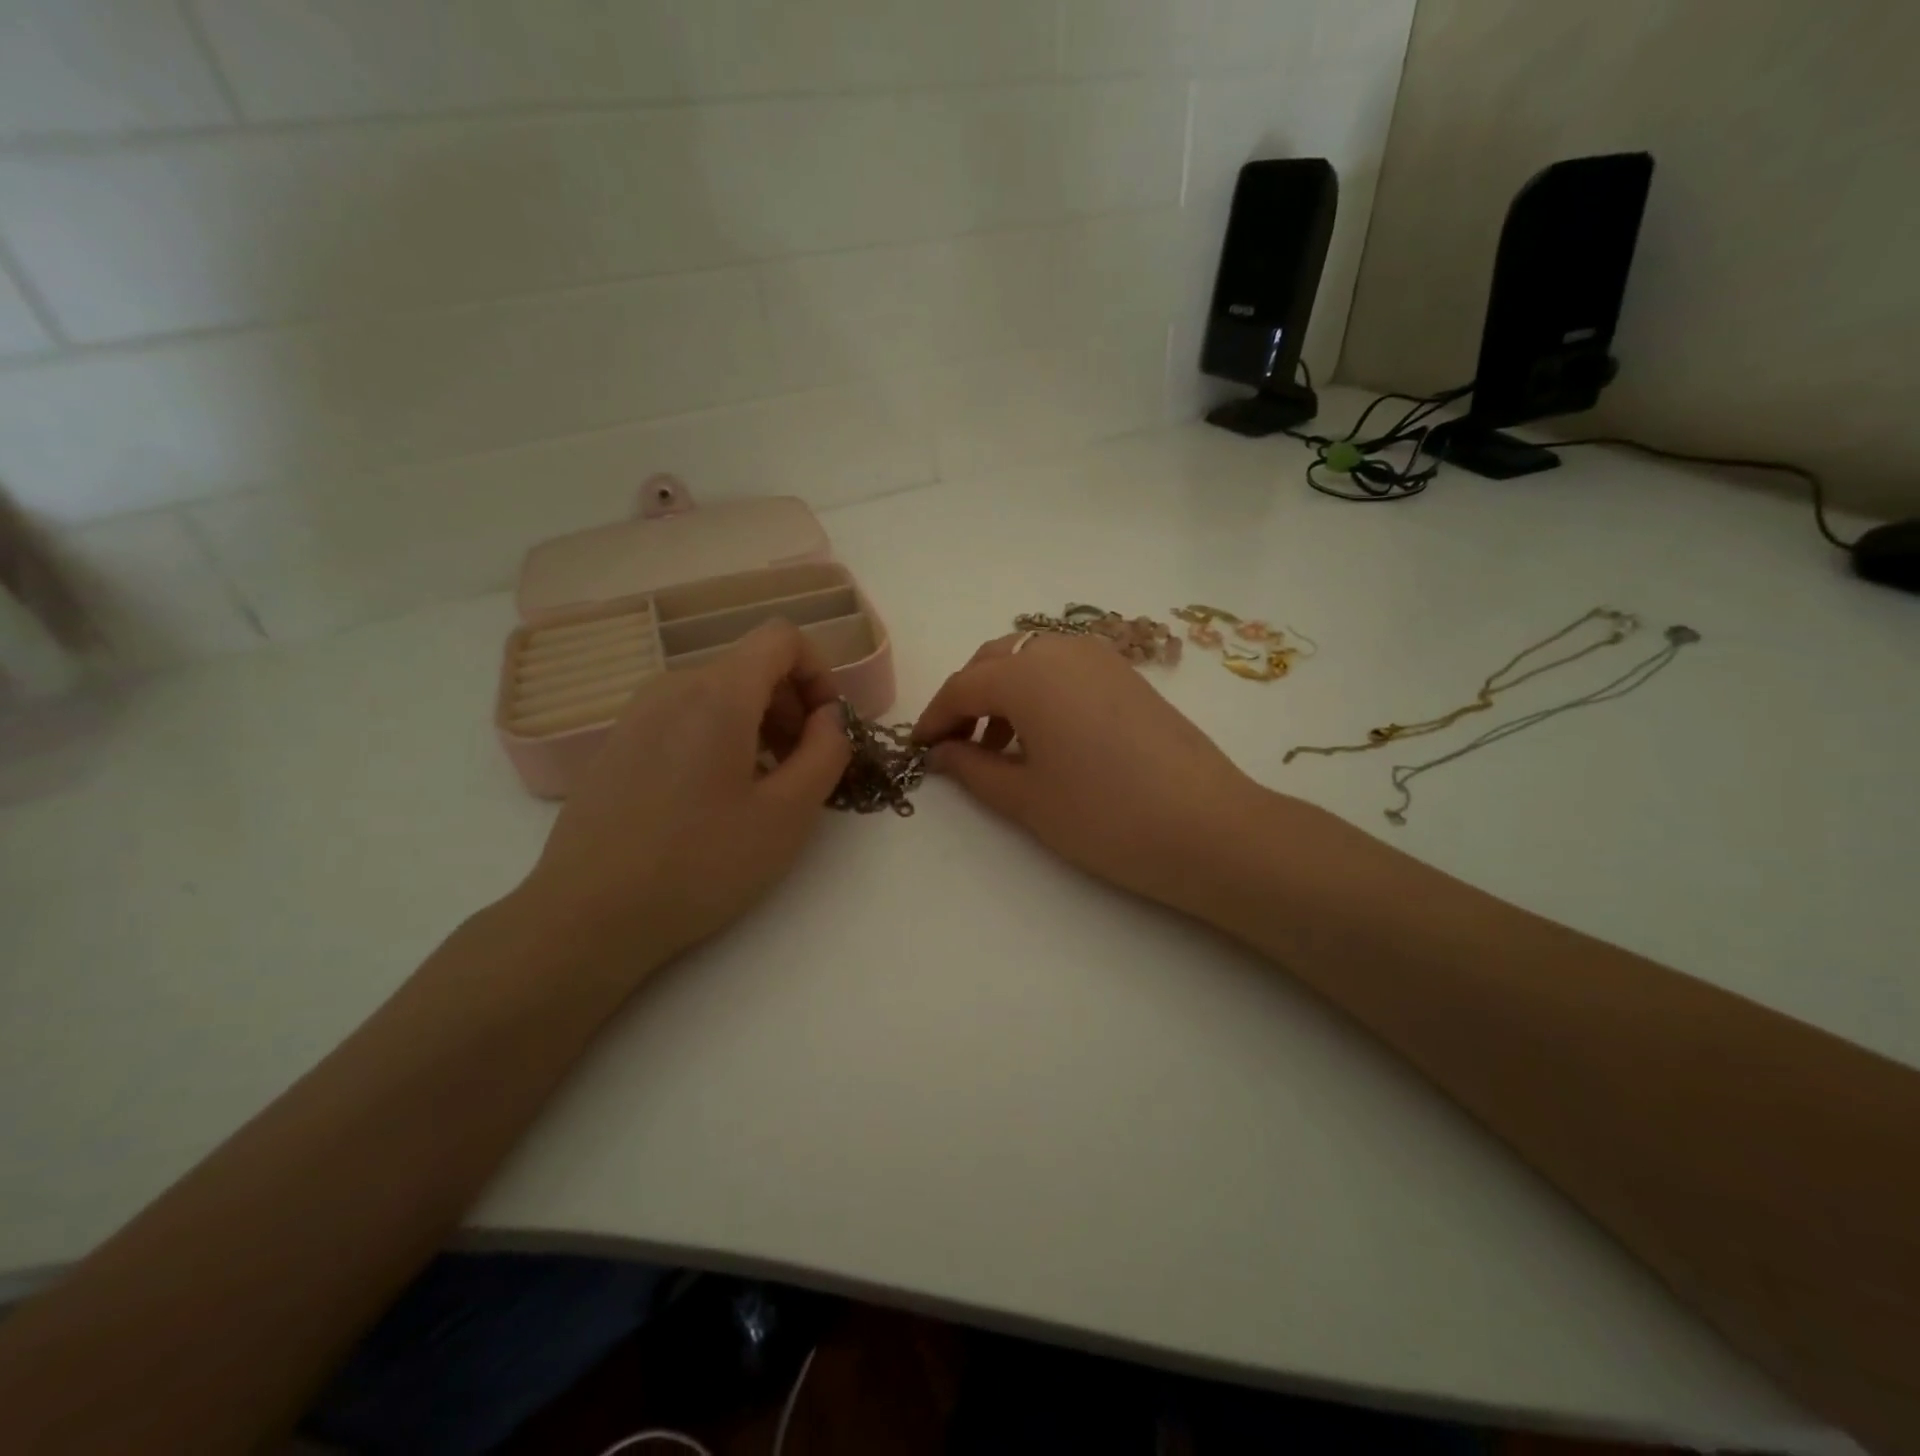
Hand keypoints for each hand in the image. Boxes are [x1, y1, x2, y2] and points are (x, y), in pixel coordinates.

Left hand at [519, 620, 851, 977]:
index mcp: (718, 693)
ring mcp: (637, 713)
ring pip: (718, 692)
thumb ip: (827, 752)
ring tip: (762, 788)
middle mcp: (673, 686)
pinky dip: (719, 737)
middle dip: (792, 705)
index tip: (827, 727)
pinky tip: (714, 799)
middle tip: (802, 767)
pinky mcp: (618, 742)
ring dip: (758, 724)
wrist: (588, 915)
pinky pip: (685, 716)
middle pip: (751, 665)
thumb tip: (829, 717)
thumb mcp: (788, 814)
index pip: (782, 637)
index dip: (819, 672)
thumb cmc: (700, 864)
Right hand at [914, 634, 1262, 912]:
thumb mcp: (1026, 798)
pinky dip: (1041, 691)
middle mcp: (1062, 650)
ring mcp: (1102, 658)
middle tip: (956, 743)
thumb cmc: (1104, 816)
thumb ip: (973, 768)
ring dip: (1005, 692)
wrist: (1207, 827)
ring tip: (999, 745)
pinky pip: (1066, 669)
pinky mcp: (1129, 675)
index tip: (919, 748)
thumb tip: (942, 752)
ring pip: (1032, 659)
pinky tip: (1045, 736)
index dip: (935, 717)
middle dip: (968, 697)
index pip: (963, 687)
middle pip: (995, 660)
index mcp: (1028, 674)